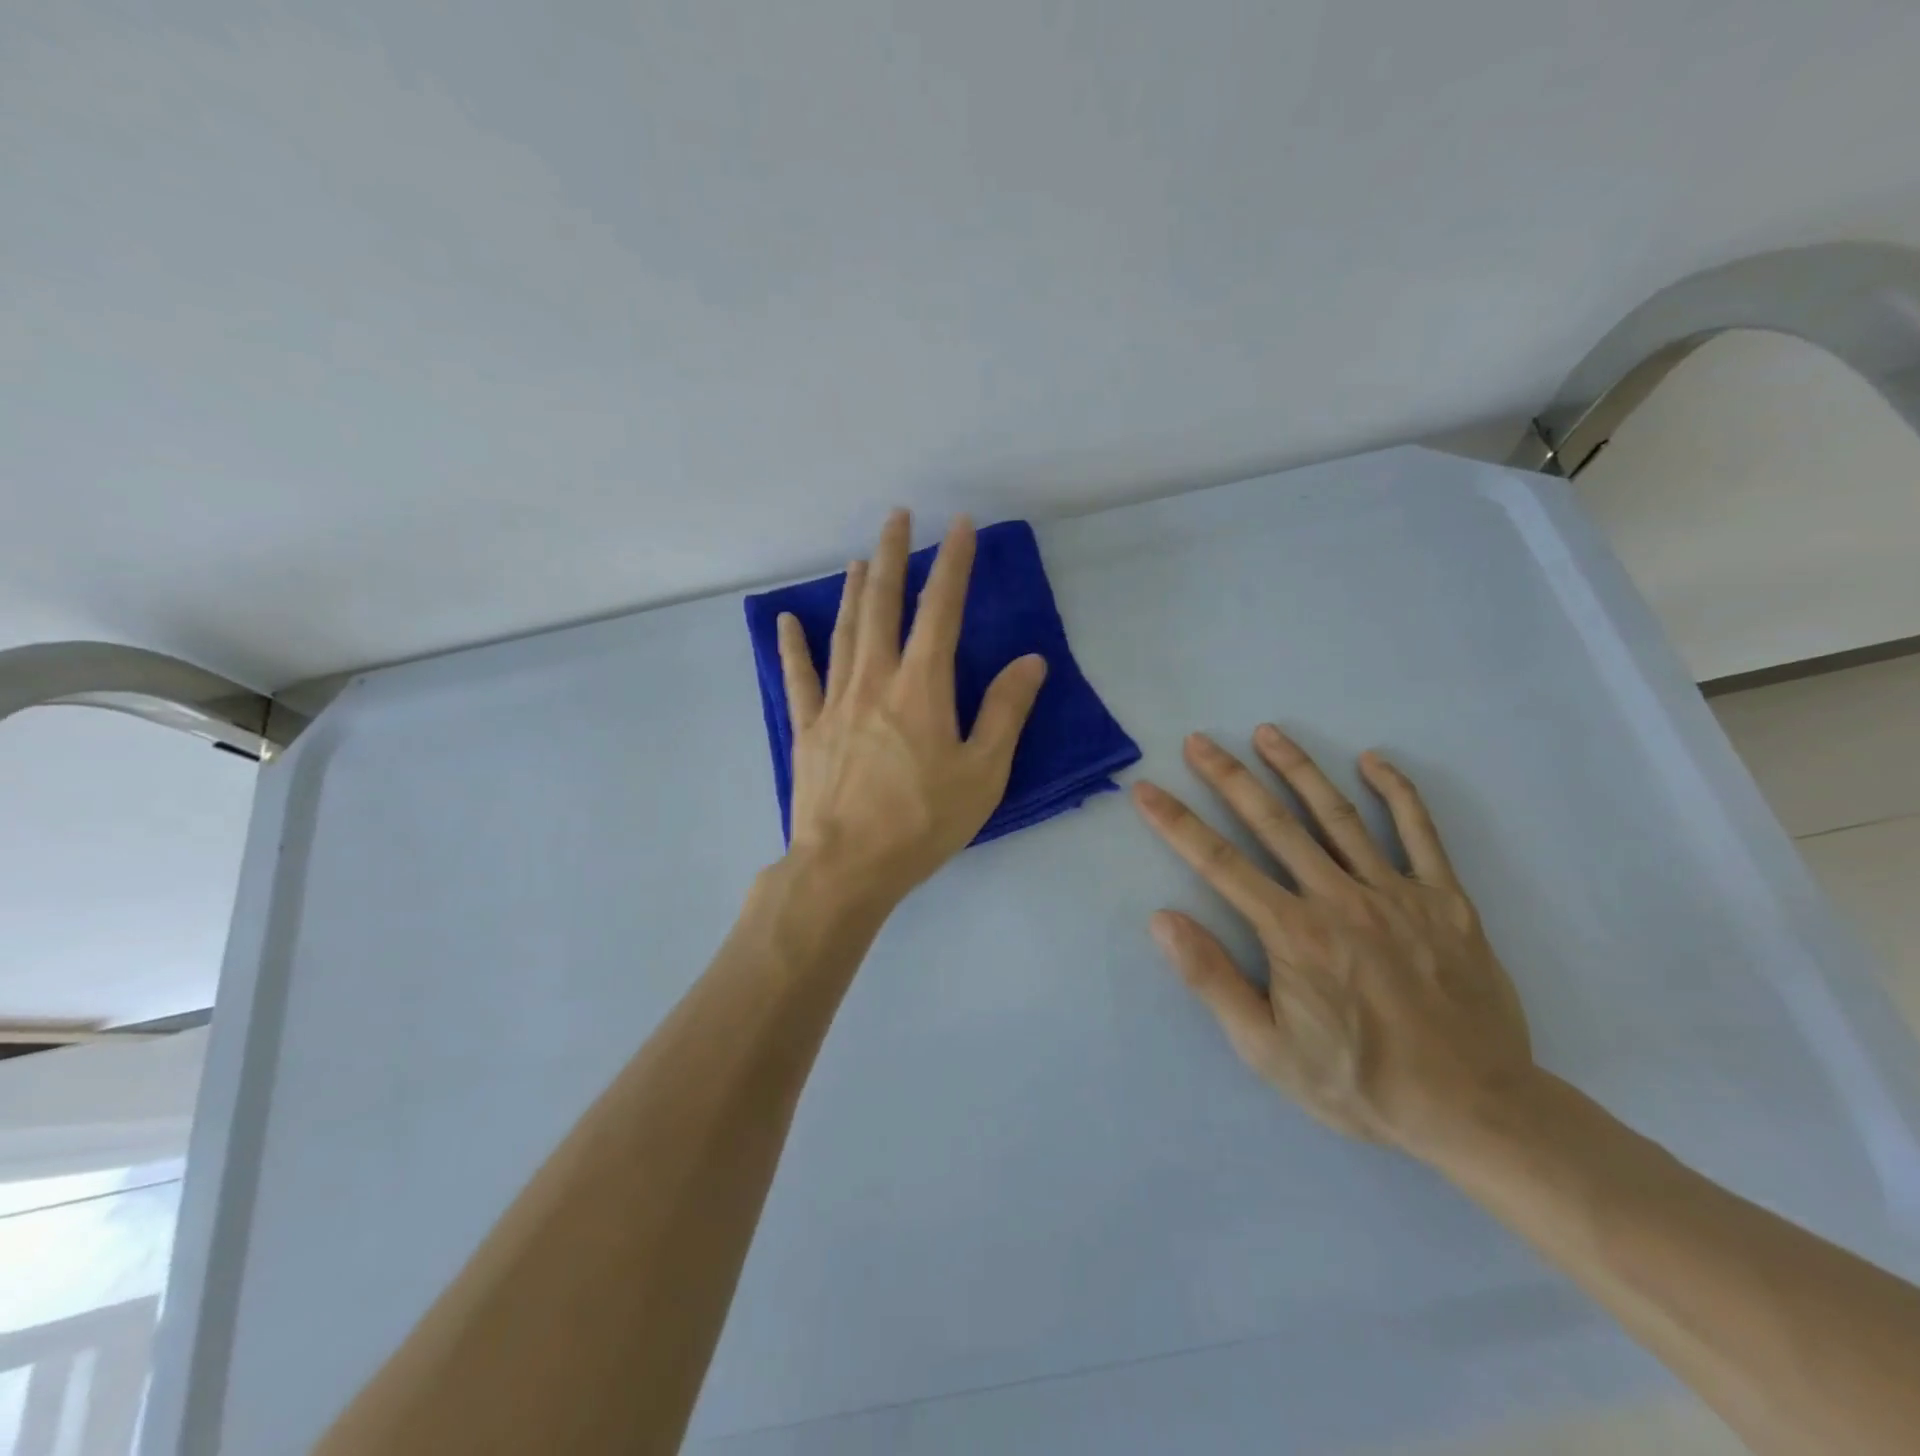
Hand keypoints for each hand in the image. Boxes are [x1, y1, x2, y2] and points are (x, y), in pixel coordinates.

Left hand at [777, 510, 1047, 909]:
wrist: (846, 866)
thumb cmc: (922, 822)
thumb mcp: (982, 773)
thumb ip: (1005, 712)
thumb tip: (1030, 661)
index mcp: (921, 687)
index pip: (941, 610)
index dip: (952, 564)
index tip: (959, 526)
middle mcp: (875, 679)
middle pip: (883, 605)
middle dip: (893, 556)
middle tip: (896, 517)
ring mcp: (835, 701)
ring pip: (844, 631)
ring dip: (855, 591)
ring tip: (861, 559)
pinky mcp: (807, 728)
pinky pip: (798, 677)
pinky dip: (793, 647)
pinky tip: (787, 622)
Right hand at [1132, 727, 1534, 1159]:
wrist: (1474, 1110)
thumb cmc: (1359, 1082)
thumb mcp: (1267, 1049)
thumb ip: (1213, 979)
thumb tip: (1162, 920)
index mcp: (1292, 933)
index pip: (1219, 863)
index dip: (1176, 822)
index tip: (1147, 789)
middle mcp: (1338, 899)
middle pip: (1273, 823)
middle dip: (1230, 777)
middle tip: (1200, 741)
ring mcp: (1396, 893)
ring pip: (1338, 816)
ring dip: (1298, 769)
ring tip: (1267, 733)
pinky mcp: (1446, 900)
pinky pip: (1421, 834)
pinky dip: (1397, 793)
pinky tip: (1373, 761)